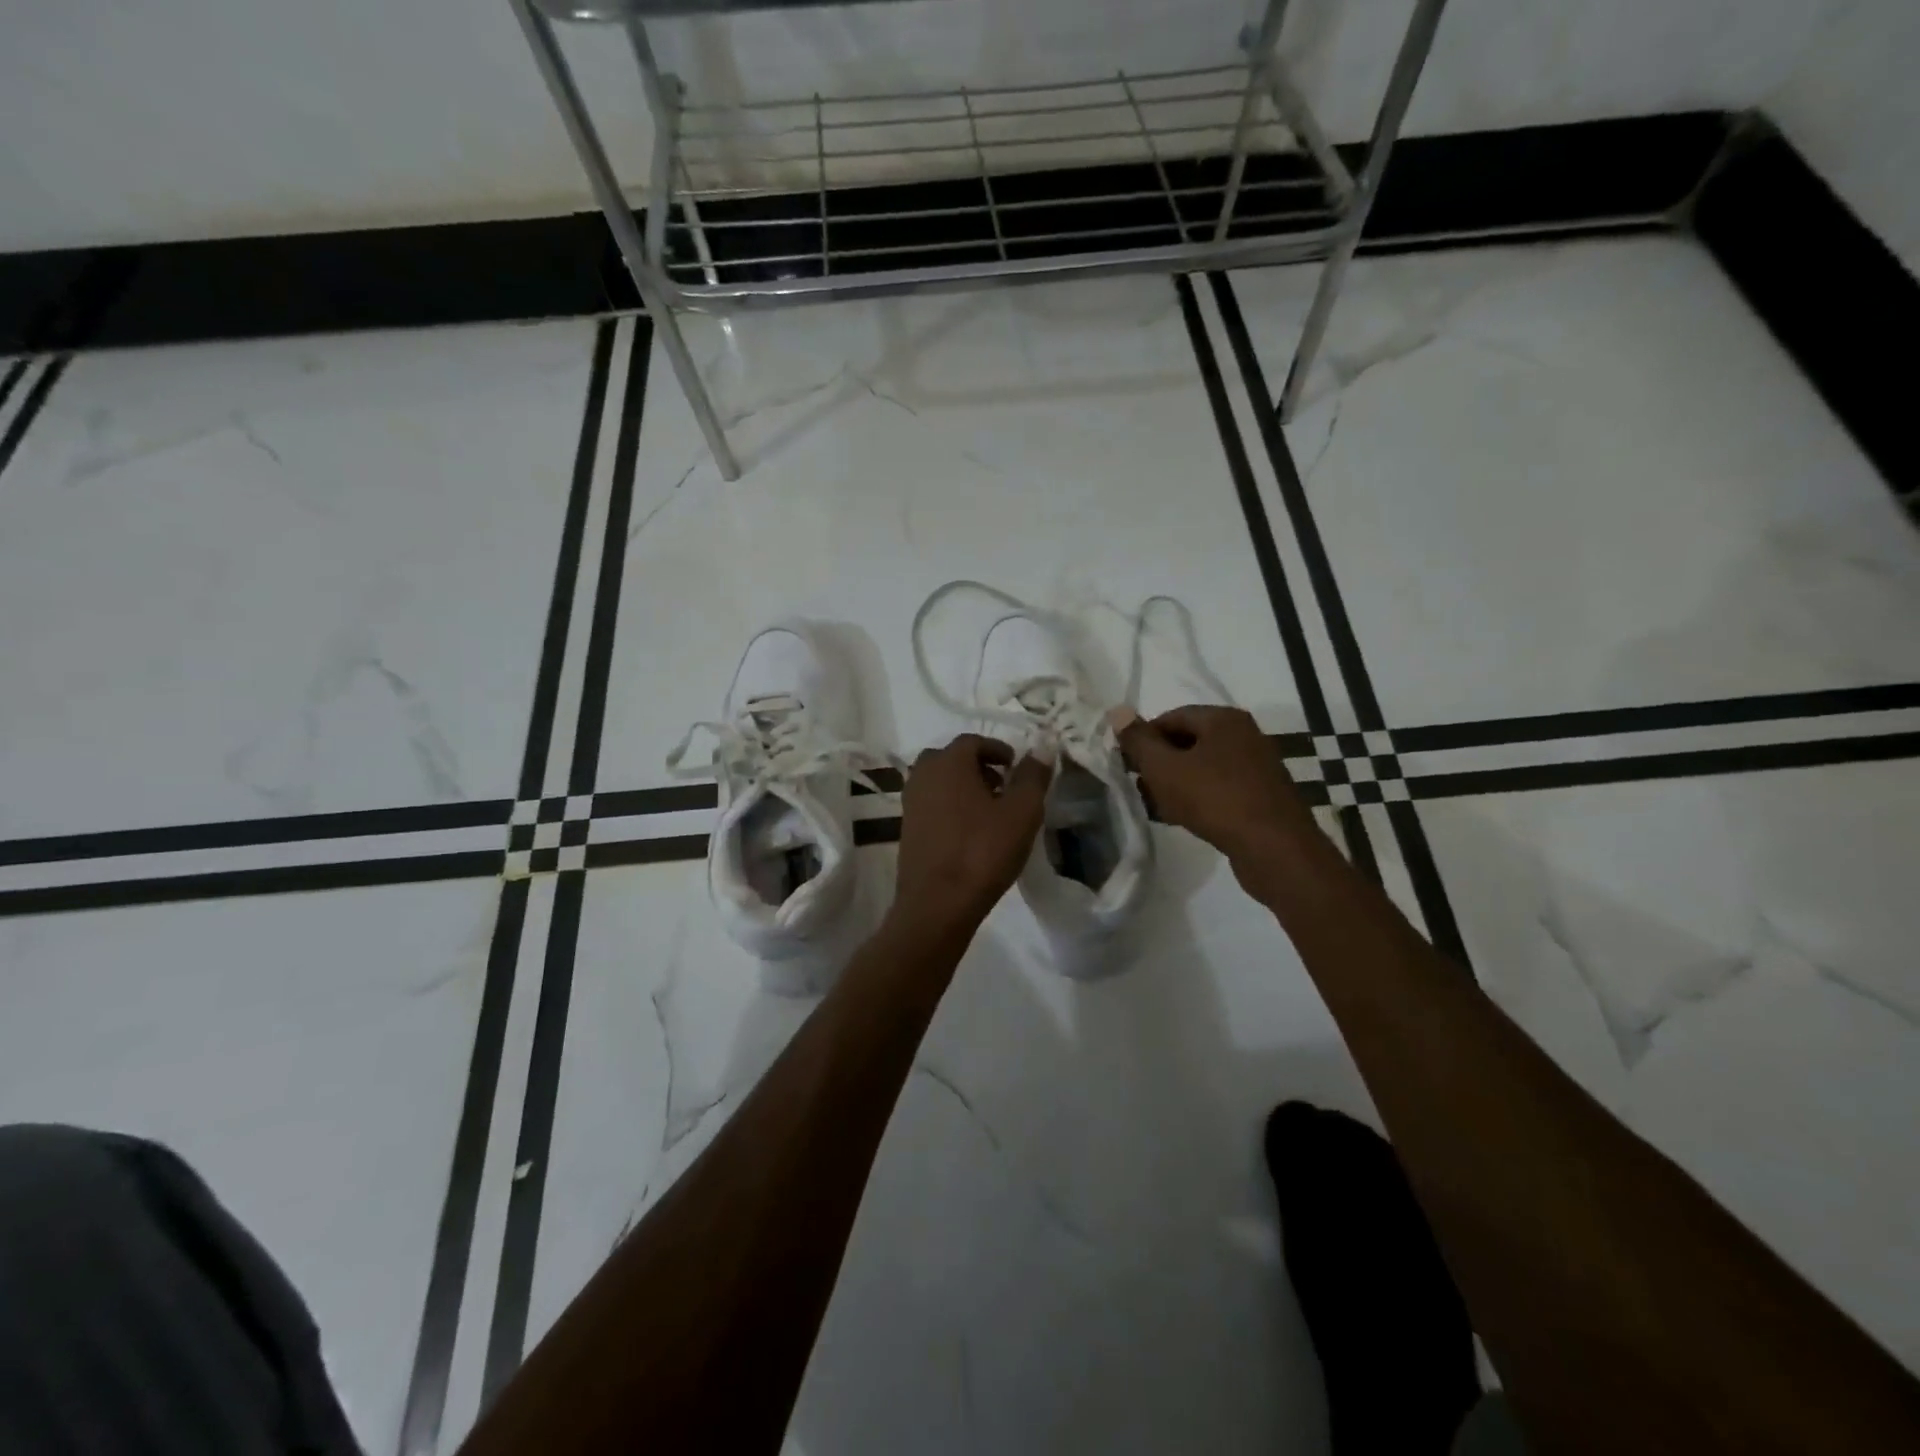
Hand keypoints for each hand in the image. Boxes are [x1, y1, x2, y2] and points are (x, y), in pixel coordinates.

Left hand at [890, 734, 1050, 938]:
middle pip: (952, 758)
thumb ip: (1033, 776)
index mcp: (948, 763)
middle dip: (978, 766)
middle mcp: (923, 775)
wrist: (937, 904)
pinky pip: (931, 804)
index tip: (1016, 767)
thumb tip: (1043, 746)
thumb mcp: (1021, 812)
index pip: (973, 741)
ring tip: (990, 811)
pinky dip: (950, 806)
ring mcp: (910, 803)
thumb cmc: (982, 851)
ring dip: (964, 787)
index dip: (998, 749)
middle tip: (1003, 786)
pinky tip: (971, 832)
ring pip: (940, 781)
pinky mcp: (906, 829)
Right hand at [1114, 706, 1318, 878]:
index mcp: (1223, 719)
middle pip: (1188, 741)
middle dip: (1159, 762)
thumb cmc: (1214, 799)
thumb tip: (1117, 710)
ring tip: (1153, 805)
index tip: (1125, 762)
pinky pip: (1219, 788)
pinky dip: (1197, 797)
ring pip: (1203, 767)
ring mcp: (1257, 767)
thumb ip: (1138, 740)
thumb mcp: (1164, 768)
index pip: (1172, 717)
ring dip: (1175, 783)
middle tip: (1136, 785)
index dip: (1144, 738)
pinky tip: (1180, 818)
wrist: (1274, 848)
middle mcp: (1244, 735)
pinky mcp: (1262, 796)